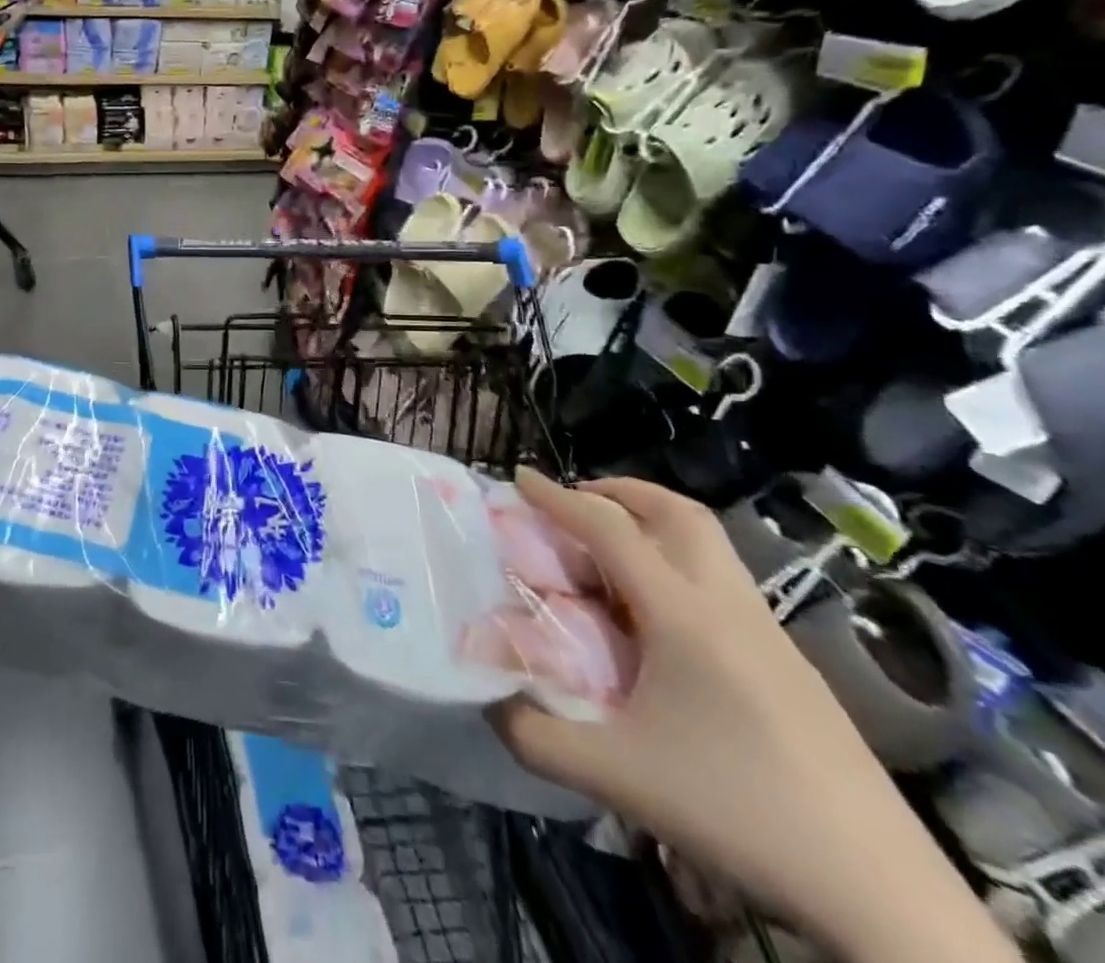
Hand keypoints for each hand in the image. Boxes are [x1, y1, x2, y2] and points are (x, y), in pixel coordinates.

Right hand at [490, 474, 993, 957]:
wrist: (884, 894)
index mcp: (683, 615)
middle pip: (678, 513)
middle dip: (620, 492)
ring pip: (709, 545)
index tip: (520, 478)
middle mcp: (728, 606)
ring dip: (653, 528)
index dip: (558, 497)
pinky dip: (677, 569)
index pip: (610, 529)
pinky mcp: (792, 665)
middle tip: (576, 504)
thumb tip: (487, 699)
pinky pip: (723, 583)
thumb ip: (532, 733)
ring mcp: (769, 633)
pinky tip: (657, 623)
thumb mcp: (614, 775)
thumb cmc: (738, 810)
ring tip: (609, 559)